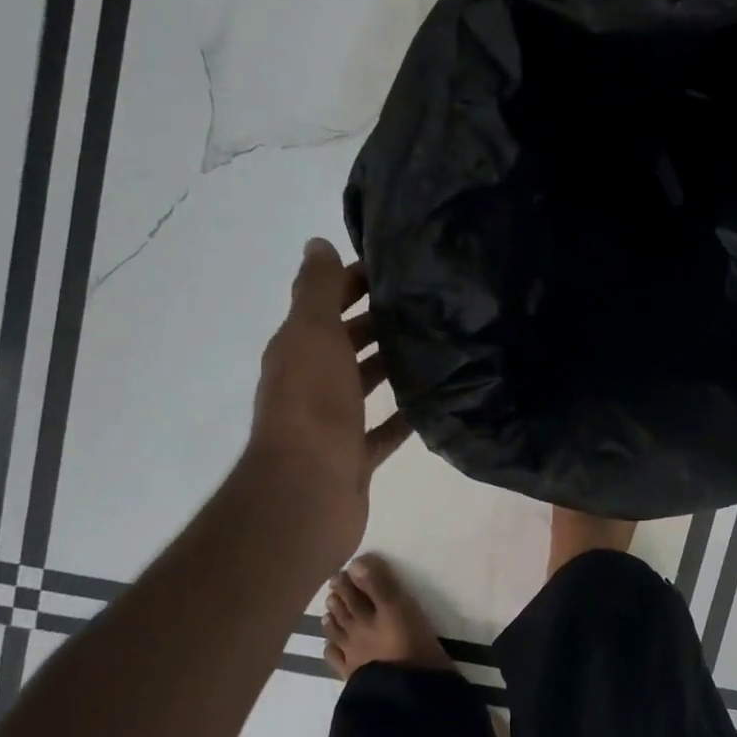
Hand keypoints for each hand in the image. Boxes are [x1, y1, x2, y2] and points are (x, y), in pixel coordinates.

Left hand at [242, 239, 410, 570]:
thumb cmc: (311, 404)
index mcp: (297, 349)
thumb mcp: (312, 333)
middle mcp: (311, 382)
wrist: (306, 492)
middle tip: (429, 304)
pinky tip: (436, 402)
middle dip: (378, 321)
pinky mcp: (354, 457)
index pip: (325, 303)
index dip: (354, 281)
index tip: (397, 267)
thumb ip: (316, 289)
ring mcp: (332, 423)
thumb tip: (316, 244)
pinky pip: (383, 430)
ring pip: (364, 384)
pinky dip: (404, 416)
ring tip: (439, 345)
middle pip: (346, 342)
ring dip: (391, 365)